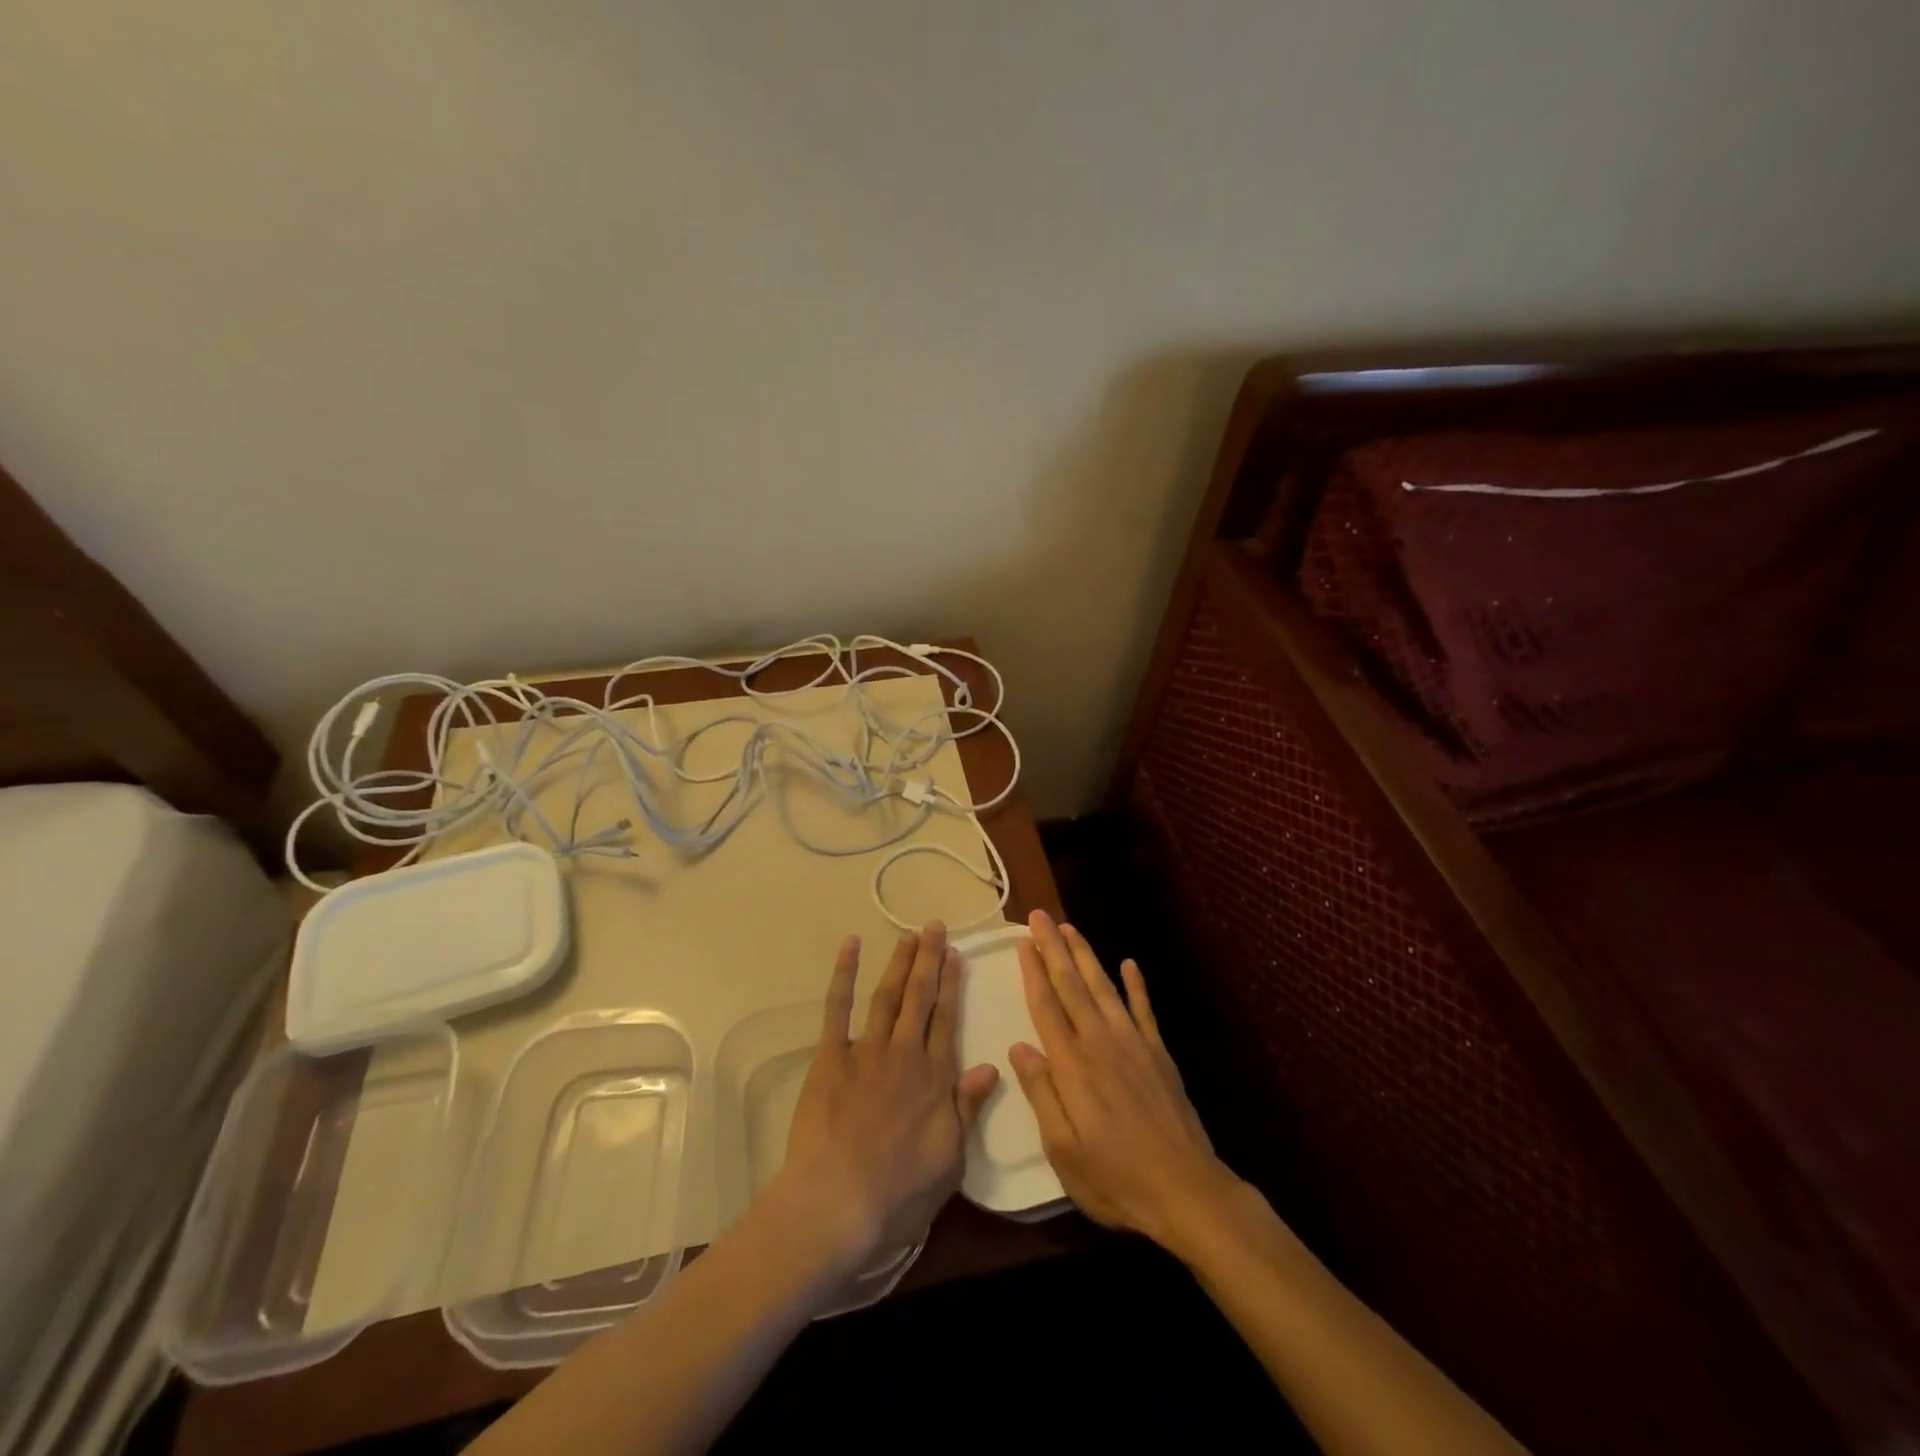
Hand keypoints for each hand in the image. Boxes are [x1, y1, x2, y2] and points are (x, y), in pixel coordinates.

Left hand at [771, 922, 999, 1274]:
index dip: (952, 985)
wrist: (837, 1205)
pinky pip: (838, 1008)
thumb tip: (992, 1065)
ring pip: (888, 996)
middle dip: (929, 960)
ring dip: (899, 963)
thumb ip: (968, 1108)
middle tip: (934, 927)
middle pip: (920, 998)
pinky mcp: (830, 1058)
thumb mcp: (950, 1160)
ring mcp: (866, 1052)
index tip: (956, 955)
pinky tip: (850, 946)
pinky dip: (844, 974)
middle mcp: (905, 1054)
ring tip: (908, 935)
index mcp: (935, 1078)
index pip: (947, 1020)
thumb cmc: (899, 1193)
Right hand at [1009, 909, 1239, 1246]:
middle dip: (1054, 948)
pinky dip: (1136, 984)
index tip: (1022, 942)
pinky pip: (1144, 1009)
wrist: (1186, 1191)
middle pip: (1072, 986)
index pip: (1046, 1007)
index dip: (1033, 972)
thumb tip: (1019, 1046)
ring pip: (1103, 988)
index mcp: (1073, 1066)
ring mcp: (1133, 1044)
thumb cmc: (1115, 1179)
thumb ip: (1041, 1093)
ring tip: (1070, 928)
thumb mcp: (1063, 1150)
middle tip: (1039, 916)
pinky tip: (1129, 963)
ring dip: (1085, 955)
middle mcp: (1100, 1043)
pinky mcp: (1158, 1053)